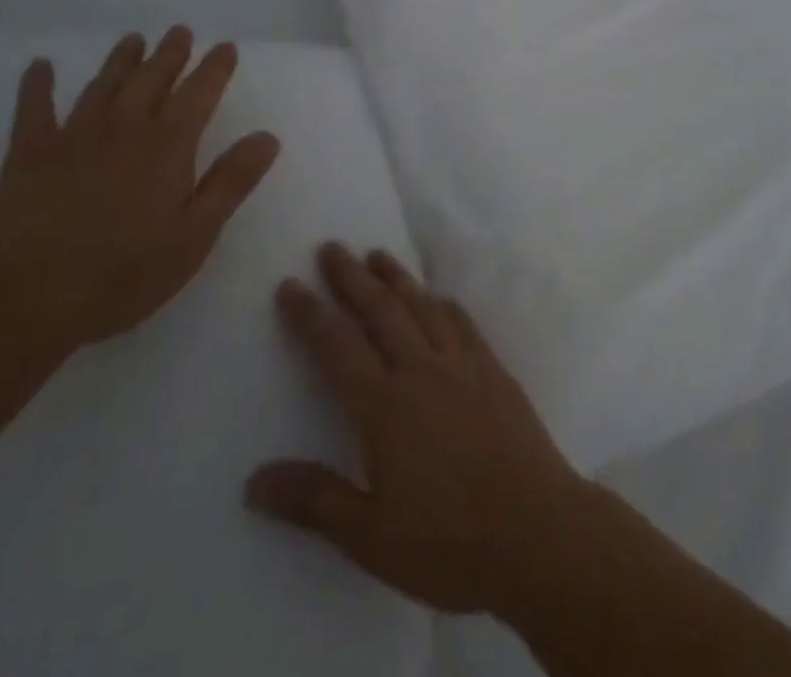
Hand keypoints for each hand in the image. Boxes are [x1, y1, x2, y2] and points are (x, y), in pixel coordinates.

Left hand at [0, 28, 279, 359]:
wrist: (27, 299)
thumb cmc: (124, 273)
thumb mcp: (194, 235)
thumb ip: (231, 182)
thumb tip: (267, 136)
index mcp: (167, 146)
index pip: (199, 94)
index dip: (214, 68)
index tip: (225, 47)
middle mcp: (124, 128)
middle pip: (152, 79)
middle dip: (170, 54)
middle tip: (180, 32)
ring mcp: (73, 136)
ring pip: (103, 85)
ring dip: (121, 60)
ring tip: (134, 39)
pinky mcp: (29, 154)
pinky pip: (33, 108)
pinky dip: (37, 85)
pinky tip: (40, 66)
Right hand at [244, 243, 594, 615]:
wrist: (537, 531)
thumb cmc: (449, 542)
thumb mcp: (371, 537)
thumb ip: (314, 501)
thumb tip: (253, 482)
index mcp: (385, 406)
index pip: (336, 346)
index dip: (309, 314)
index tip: (289, 284)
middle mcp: (420, 369)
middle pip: (380, 309)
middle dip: (351, 277)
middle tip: (332, 247)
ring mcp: (461, 363)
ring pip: (421, 305)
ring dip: (396, 277)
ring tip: (377, 254)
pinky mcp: (492, 368)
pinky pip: (460, 321)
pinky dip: (441, 301)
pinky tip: (436, 296)